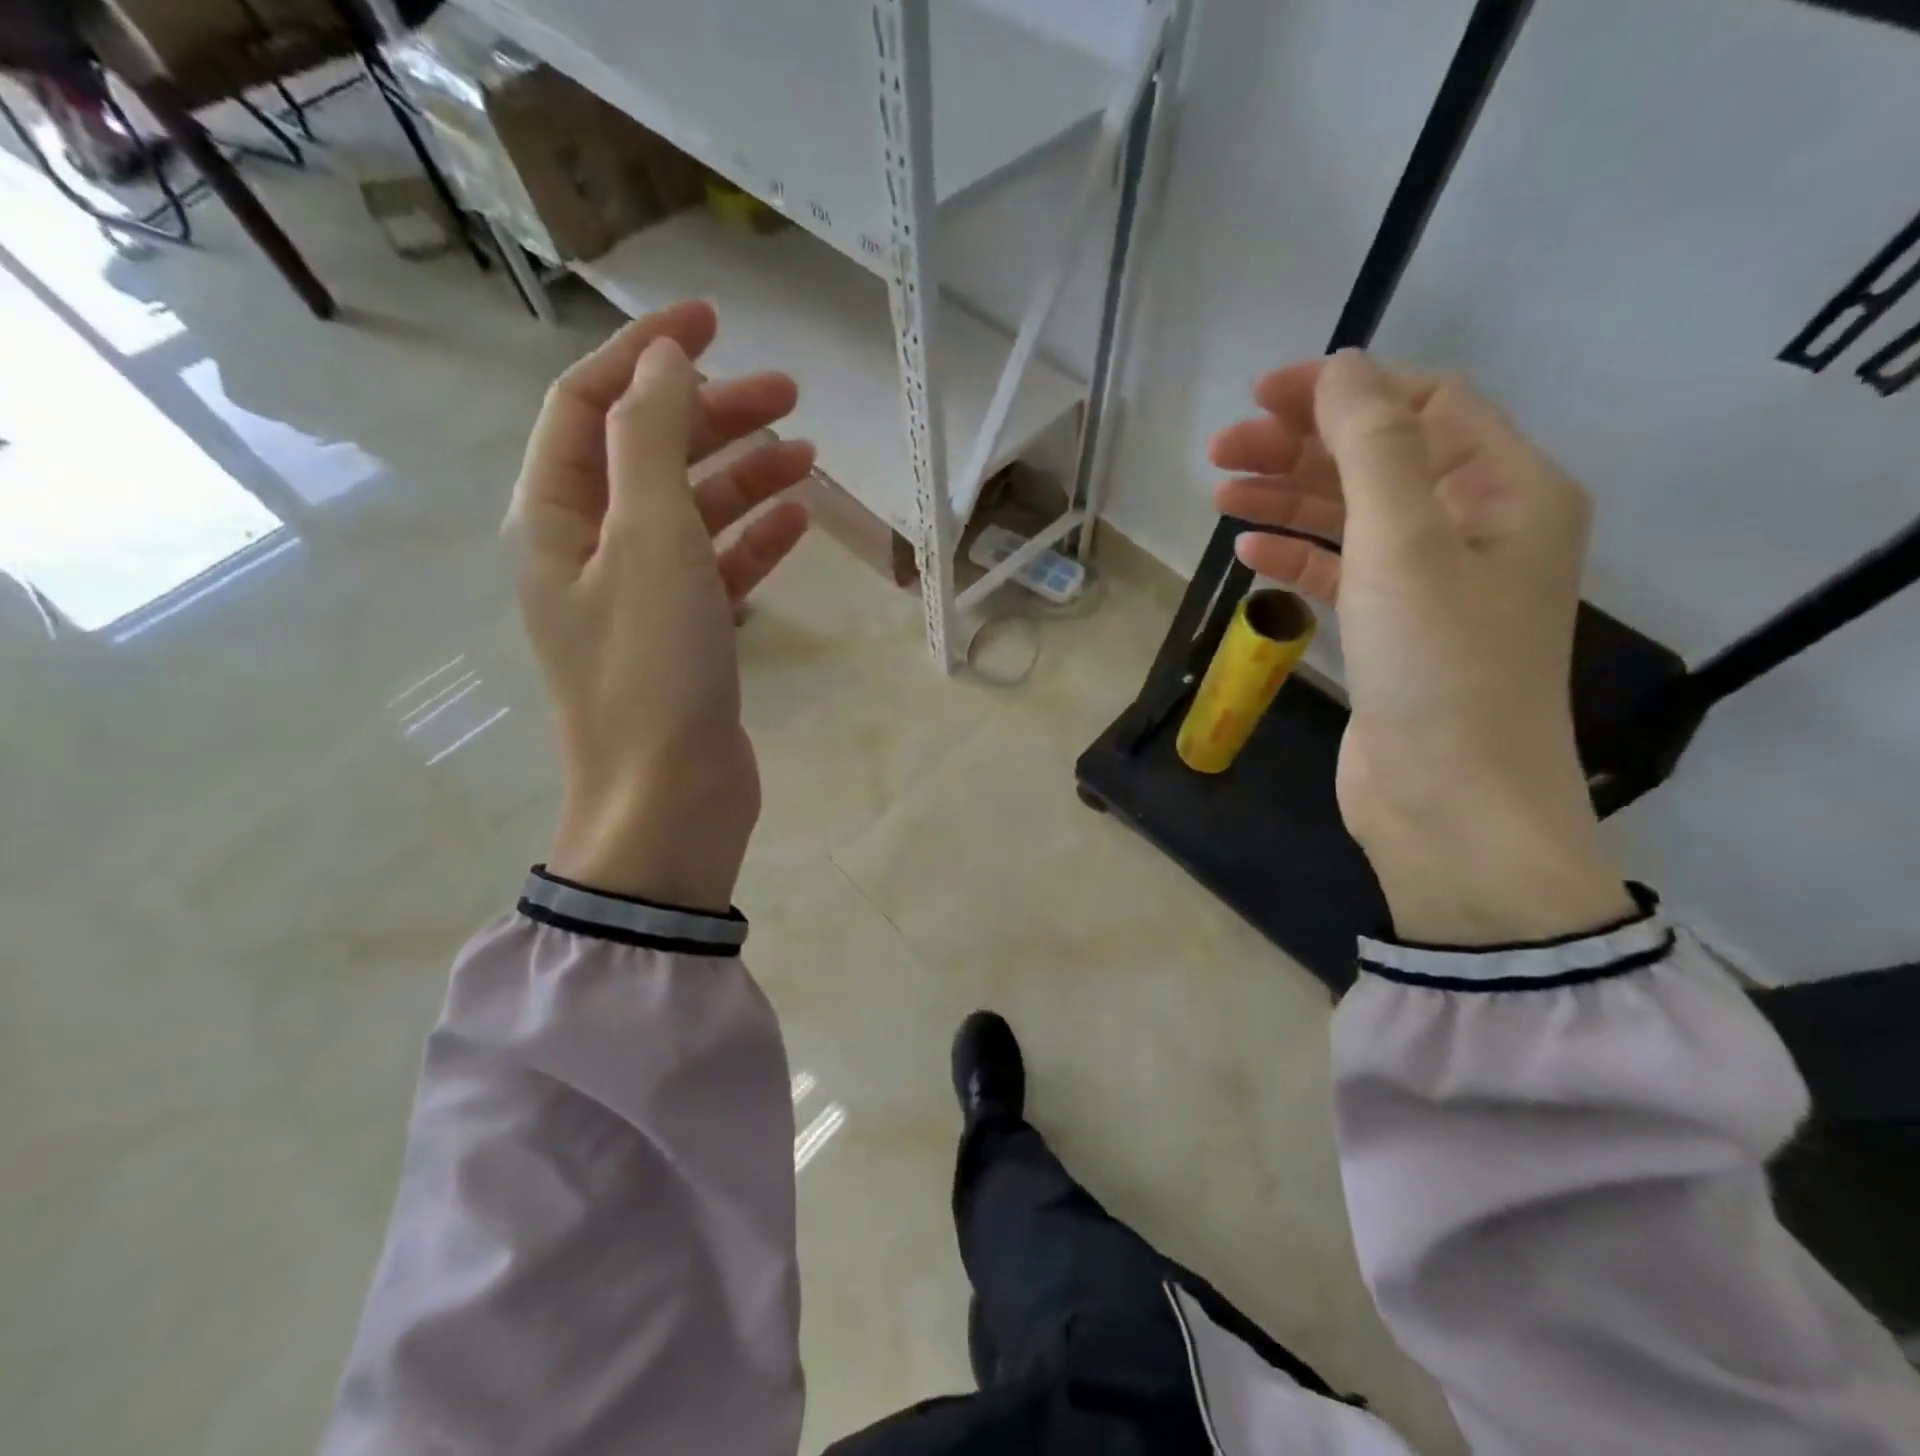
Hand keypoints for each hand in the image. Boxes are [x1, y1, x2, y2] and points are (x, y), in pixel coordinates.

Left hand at [504, 301, 812, 911]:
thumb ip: (653, 440)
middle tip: (788, 393)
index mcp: (556, 518)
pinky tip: (799, 519)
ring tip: (807, 454)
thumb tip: (665, 358)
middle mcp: (589, 549)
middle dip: (714, 416)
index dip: (648, 353)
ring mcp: (639, 596)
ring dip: (744, 476)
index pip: (591, 405)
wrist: (670, 800)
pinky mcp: (685, 636)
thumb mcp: (652, 541)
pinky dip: (755, 539)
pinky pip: (718, 567)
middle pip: (650, 455)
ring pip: (692, 511)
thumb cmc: (654, 671)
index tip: (715, 319)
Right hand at [1211, 351, 1630, 943]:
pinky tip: (1249, 554)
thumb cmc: (1440, 668)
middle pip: (1380, 460)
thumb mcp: (1406, 544)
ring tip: (1218, 494)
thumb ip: (1373, 447)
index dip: (1343, 391)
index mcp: (1507, 491)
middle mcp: (1478, 529)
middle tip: (1220, 451)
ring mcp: (1433, 585)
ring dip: (1288, 500)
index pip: (1425, 406)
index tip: (1262, 397)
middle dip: (1300, 448)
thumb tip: (1344, 366)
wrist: (1451, 805)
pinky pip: (1341, 573)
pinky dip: (1297, 556)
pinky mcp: (1392, 633)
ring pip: (1353, 517)